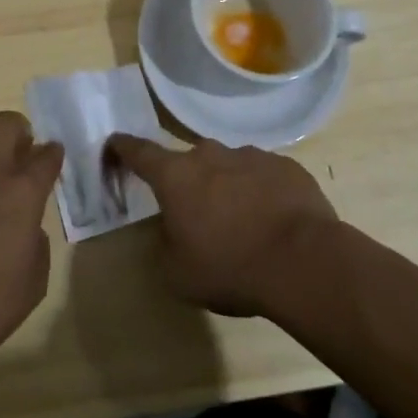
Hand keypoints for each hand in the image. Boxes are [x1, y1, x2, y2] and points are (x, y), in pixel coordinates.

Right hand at [105, 134, 338, 317]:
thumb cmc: (230, 267)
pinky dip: (260, 193)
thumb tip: (170, 231)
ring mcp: (251, 155)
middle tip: (196, 214)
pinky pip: (263, 176)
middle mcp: (210, 155)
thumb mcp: (178, 273)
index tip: (113, 144)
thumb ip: (164, 245)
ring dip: (226, 188)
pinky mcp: (286, 166)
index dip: (122, 148)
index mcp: (175, 176)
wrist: (304, 262)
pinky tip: (273, 223)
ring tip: (241, 224)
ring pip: (228, 167)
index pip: (138, 151)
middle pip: (188, 162)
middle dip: (187, 182)